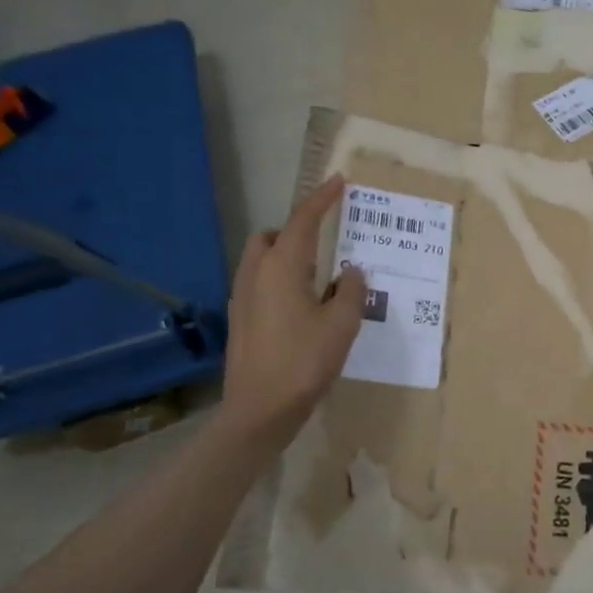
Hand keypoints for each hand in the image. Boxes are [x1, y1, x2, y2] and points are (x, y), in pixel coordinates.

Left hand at [218, 175, 365, 447]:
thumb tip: (352, 271)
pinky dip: (279, 280)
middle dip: (296, 231)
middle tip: (326, 245)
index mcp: (282, 268)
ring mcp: (242, 298)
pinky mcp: (240, 320)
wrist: (260, 410)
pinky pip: (259, 283)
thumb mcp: (342, 325)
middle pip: (272, 236)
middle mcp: (255, 274)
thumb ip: (352, 291)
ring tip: (318, 279)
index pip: (302, 220)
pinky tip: (301, 307)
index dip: (321, 199)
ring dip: (287, 257)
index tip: (338, 182)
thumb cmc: (304, 362)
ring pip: (262, 260)